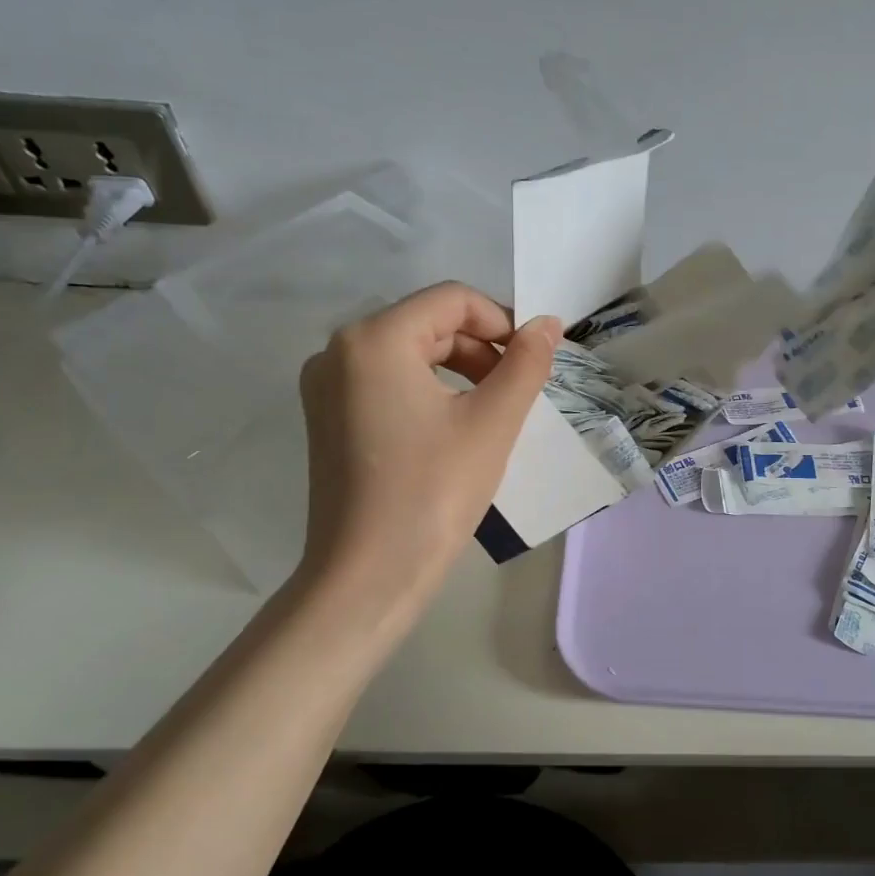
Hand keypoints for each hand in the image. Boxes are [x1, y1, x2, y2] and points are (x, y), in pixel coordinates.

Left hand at [293, 282, 561, 628]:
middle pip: (428, 323)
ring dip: (460, 370)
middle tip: (518, 392)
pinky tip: (454, 429)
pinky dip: (429, 391)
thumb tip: (548, 323)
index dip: (503, 321)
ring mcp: (326, 386)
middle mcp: (338, 350)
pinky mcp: (327, 418)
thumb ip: (526, 363)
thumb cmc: (433, 492)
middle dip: (482, 349)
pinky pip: (387, 382)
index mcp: (374, 339)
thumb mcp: (493, 422)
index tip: (535, 360)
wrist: (368, 576)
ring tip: (492, 412)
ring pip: (409, 353)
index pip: (453, 299)